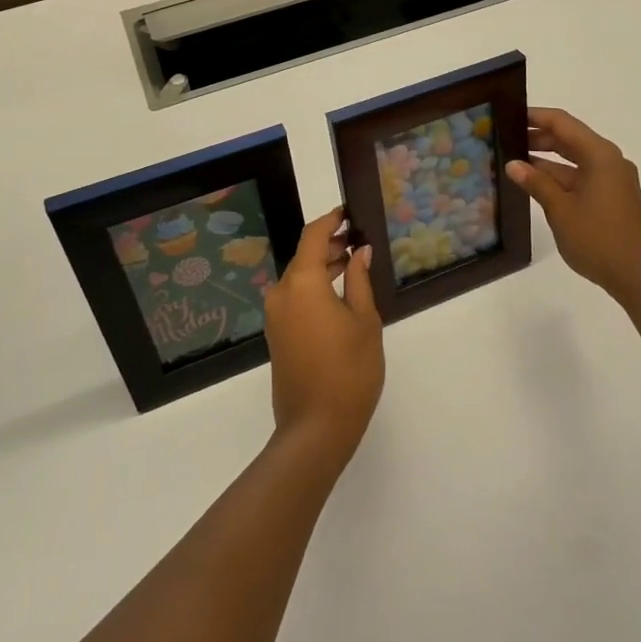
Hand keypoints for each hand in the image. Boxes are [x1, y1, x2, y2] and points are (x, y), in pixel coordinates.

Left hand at [263, 208, 383, 466]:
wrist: (315, 428)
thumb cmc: (349, 370)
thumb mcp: (364, 321)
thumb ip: (359, 280)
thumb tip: (359, 252)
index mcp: (302, 283)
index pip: (313, 236)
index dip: (330, 220)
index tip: (348, 213)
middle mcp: (281, 293)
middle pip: (303, 256)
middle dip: (329, 244)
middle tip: (358, 240)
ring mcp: (275, 315)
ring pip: (298, 277)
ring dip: (321, 266)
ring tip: (352, 264)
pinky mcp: (277, 334)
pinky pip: (294, 297)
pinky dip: (313, 287)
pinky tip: (337, 294)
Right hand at [507, 108, 640, 304]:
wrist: (638, 276)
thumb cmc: (598, 238)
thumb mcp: (560, 209)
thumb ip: (537, 183)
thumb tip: (513, 164)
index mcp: (600, 155)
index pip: (562, 123)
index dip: (535, 117)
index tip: (508, 115)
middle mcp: (609, 160)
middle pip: (570, 139)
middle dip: (538, 138)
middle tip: (505, 140)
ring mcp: (612, 179)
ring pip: (574, 160)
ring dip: (547, 160)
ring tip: (514, 162)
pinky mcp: (612, 197)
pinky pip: (581, 177)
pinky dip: (560, 177)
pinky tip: (536, 185)